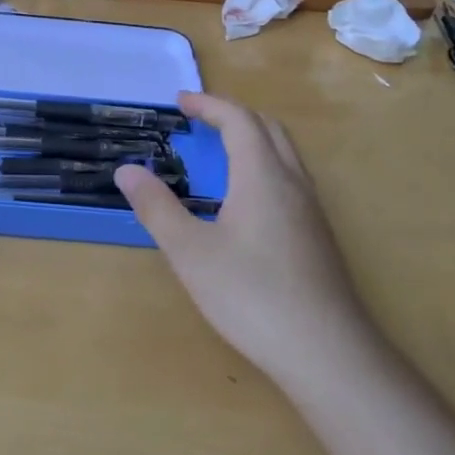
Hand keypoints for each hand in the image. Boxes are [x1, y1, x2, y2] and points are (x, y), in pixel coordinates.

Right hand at [113, 92, 378, 384]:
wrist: (327, 353)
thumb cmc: (251, 296)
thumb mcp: (190, 252)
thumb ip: (157, 207)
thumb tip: (127, 170)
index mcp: (262, 176)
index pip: (239, 120)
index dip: (208, 105)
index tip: (180, 101)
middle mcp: (293, 183)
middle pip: (269, 128)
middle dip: (233, 115)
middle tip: (199, 121)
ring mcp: (312, 211)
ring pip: (285, 154)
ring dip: (252, 139)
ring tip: (219, 153)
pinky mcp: (318, 237)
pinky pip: (291, 180)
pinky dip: (264, 166)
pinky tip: (245, 201)